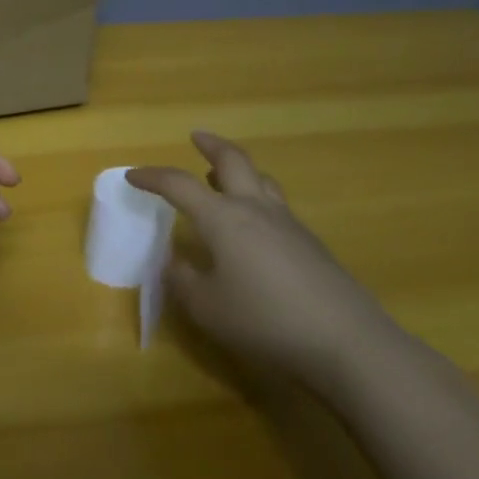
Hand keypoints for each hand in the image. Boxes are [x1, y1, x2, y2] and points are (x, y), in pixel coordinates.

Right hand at [127, 132, 401, 388]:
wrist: (346, 341)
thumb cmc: (264, 320)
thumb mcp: (206, 307)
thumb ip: (183, 280)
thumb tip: (175, 262)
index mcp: (223, 218)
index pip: (179, 185)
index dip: (153, 177)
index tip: (132, 176)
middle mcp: (255, 209)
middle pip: (233, 161)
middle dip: (211, 146)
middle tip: (196, 137)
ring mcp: (288, 224)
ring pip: (261, 180)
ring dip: (238, 170)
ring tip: (221, 177)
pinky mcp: (311, 245)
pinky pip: (276, 206)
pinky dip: (256, 200)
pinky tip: (252, 228)